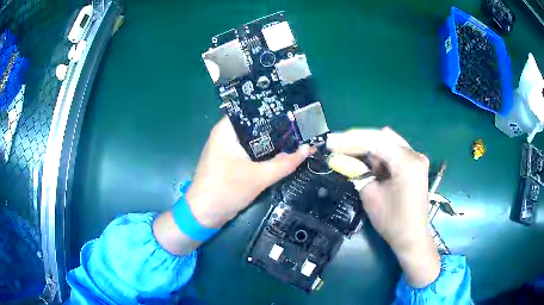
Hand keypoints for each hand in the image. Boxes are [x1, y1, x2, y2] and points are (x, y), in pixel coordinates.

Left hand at [186, 117, 312, 227]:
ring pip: (255, 140)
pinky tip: (283, 154)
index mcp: (226, 130)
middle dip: (278, 128)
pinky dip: (266, 154)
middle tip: (302, 127)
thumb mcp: (258, 177)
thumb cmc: (226, 190)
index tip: (296, 114)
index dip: (275, 111)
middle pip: (256, 126)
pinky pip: (252, 152)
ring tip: (298, 138)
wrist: (204, 215)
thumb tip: (308, 148)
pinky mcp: (231, 162)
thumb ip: (284, 163)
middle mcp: (226, 135)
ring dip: (273, 142)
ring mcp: (228, 149)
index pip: (253, 111)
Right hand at [327, 128, 439, 287]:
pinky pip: (395, 153)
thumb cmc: (392, 221)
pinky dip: (381, 155)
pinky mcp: (416, 166)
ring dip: (370, 148)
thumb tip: (337, 157)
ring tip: (351, 155)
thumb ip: (356, 172)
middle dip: (359, 142)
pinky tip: (369, 163)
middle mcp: (415, 155)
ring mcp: (418, 159)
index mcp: (406, 162)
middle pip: (383, 138)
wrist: (411, 237)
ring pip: (389, 143)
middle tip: (339, 147)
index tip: (333, 142)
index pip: (376, 141)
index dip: (351, 140)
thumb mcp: (370, 196)